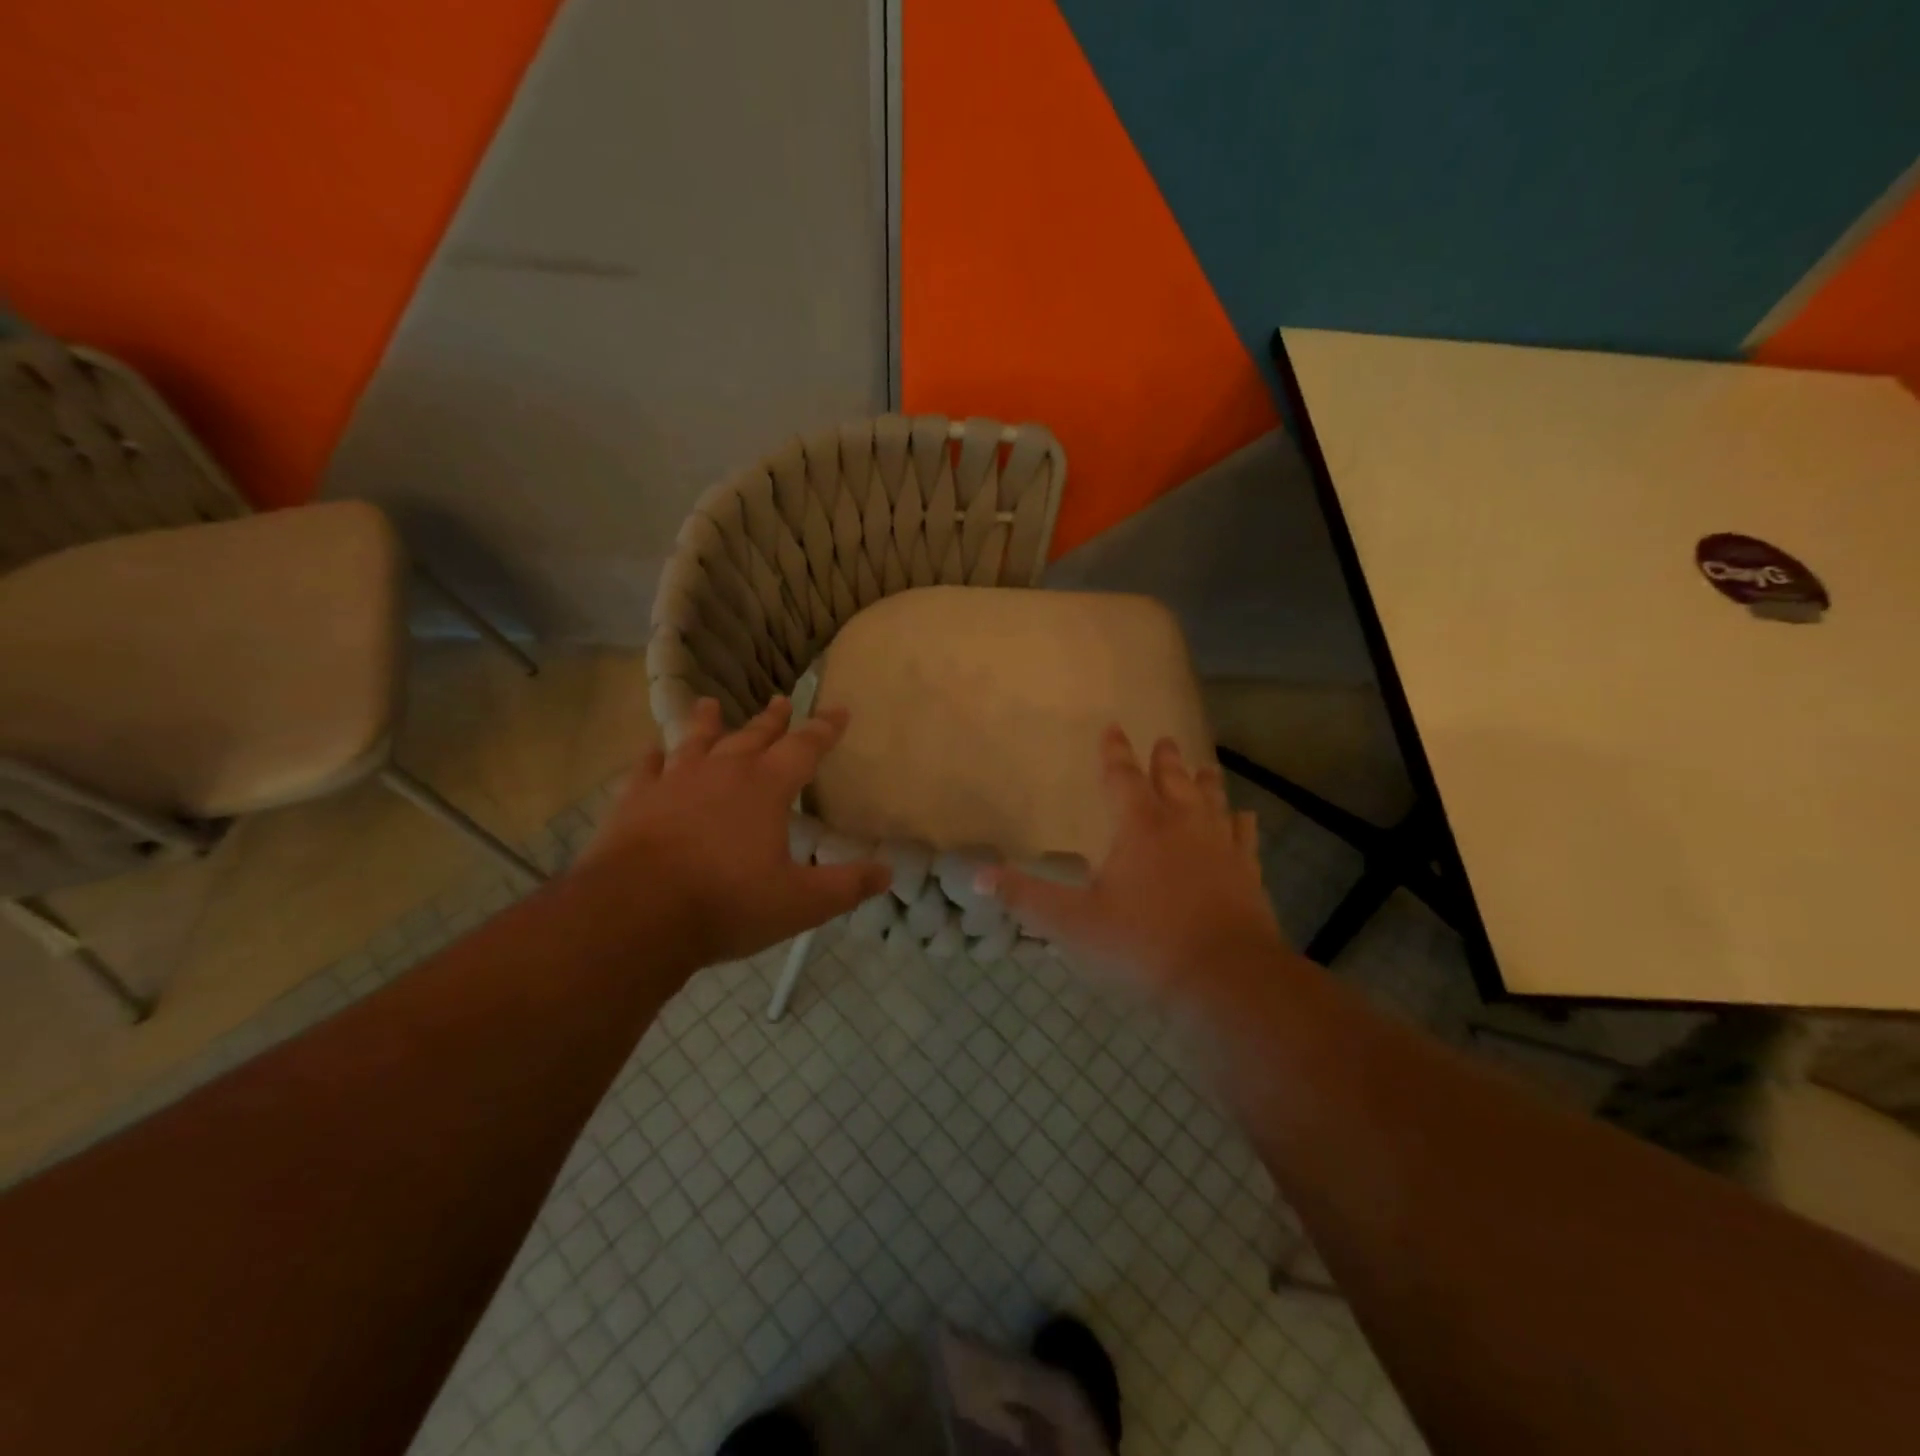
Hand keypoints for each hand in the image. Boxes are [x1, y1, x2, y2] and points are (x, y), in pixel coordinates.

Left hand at [576, 696, 889, 964]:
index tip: (839, 710)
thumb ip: (847, 886)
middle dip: (773, 720)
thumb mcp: (801, 903)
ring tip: (710, 703)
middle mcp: (723, 772)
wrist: (636, 913)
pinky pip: (646, 769)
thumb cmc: (727, 903)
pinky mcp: (636, 800)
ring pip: (696, 741)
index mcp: (766, 788)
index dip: (825, 729)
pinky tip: (652, 751)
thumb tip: (887, 873)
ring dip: (707, 723)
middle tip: (782, 700)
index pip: (805, 747)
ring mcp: (675, 782)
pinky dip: (652, 758)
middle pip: (754, 736)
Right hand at [984, 726, 1284, 1005]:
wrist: (1226, 978)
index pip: (1122, 778)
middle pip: (1173, 780)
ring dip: (1205, 782)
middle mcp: (1182, 826)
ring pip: (1212, 801)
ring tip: (1204, 766)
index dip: (1114, 753)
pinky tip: (1245, 817)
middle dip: (1164, 759)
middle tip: (1165, 740)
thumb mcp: (1073, 924)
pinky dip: (1242, 824)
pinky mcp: (1247, 874)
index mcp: (1139, 828)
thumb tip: (978, 876)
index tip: (1113, 727)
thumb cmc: (1143, 945)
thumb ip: (1027, 898)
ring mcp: (1220, 847)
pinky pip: (1244, 838)